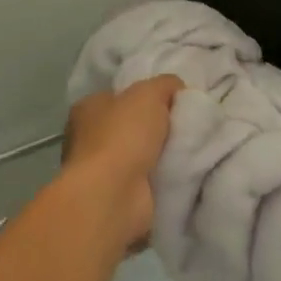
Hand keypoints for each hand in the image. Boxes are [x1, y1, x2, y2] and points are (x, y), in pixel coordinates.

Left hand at [62, 75, 182, 248]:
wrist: (115, 195)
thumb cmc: (124, 135)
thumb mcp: (149, 93)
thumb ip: (165, 84)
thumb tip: (176, 87)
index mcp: (88, 108)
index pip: (121, 96)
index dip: (147, 96)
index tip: (174, 101)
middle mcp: (89, 138)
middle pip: (133, 125)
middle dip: (158, 127)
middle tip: (188, 125)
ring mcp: (101, 170)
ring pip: (142, 154)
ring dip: (163, 154)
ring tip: (192, 148)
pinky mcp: (117, 196)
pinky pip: (148, 179)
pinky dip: (163, 176)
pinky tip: (183, 171)